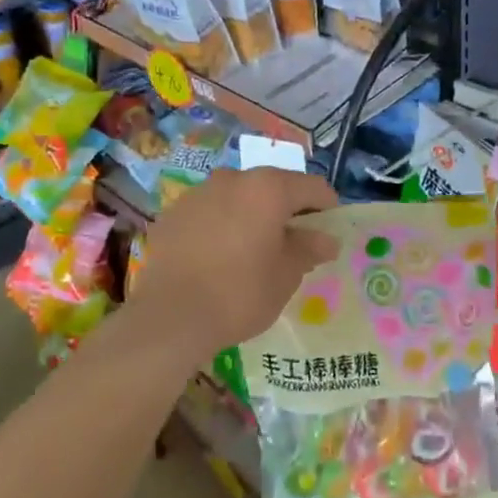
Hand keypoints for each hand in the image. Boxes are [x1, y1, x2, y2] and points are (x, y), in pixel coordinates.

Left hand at [128, 167, 339, 356]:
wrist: (169, 318)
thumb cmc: (240, 293)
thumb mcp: (286, 275)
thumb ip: (309, 248)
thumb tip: (327, 239)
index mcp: (268, 188)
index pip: (313, 187)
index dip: (327, 208)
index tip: (329, 232)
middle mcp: (232, 179)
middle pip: (273, 187)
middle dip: (287, 210)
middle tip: (293, 244)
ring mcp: (198, 194)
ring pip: (238, 197)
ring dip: (252, 215)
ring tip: (253, 251)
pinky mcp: (172, 215)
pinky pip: (209, 213)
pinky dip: (221, 226)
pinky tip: (219, 258)